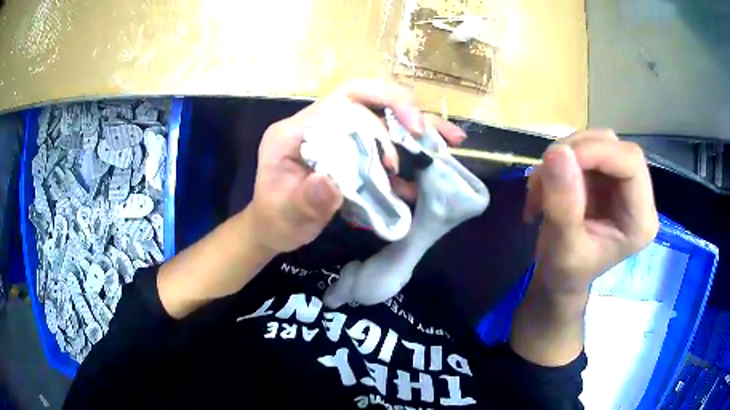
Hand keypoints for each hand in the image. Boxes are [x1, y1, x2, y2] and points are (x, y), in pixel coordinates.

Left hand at [246, 80, 466, 254]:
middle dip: (405, 111)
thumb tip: (331, 184)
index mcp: (295, 131)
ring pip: (381, 121)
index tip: (405, 140)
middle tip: (434, 134)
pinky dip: (408, 158)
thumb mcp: (284, 215)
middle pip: (367, 101)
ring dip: (416, 129)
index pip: (342, 101)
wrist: (274, 228)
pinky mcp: (349, 154)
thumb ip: (305, 201)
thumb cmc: (275, 219)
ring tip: (450, 141)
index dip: (380, 109)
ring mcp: (336, 138)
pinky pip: (383, 148)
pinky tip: (427, 173)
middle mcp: (318, 125)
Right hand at [523, 130, 659, 295]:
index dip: (598, 152)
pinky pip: (584, 150)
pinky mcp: (605, 177)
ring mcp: (621, 184)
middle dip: (576, 152)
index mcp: (640, 220)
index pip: (631, 164)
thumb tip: (557, 152)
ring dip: (564, 155)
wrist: (559, 279)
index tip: (558, 159)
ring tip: (540, 185)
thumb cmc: (565, 274)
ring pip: (598, 143)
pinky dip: (560, 160)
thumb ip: (563, 205)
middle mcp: (637, 196)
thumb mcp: (563, 248)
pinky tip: (545, 184)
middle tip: (545, 173)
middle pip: (615, 147)